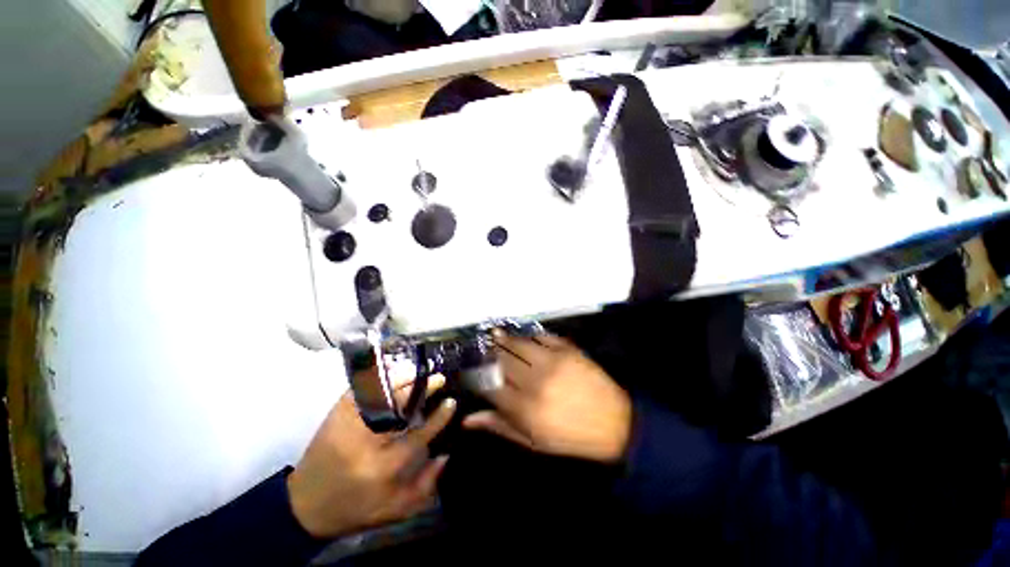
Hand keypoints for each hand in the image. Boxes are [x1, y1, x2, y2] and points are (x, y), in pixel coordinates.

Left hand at [287, 373, 454, 538]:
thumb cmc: (354, 509)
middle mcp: (365, 443)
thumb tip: (445, 454)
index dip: (438, 417)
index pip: (419, 435)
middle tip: (438, 379)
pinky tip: (391, 371)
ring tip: (419, 372)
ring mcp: (348, 425)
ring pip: (382, 394)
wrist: (304, 506)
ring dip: (404, 379)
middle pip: (400, 407)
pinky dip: (377, 378)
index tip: (451, 402)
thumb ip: (425, 485)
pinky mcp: (335, 415)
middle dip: (423, 389)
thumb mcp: (393, 509)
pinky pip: (360, 390)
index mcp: (382, 468)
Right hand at [463, 332, 631, 463]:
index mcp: (525, 410)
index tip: (472, 373)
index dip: (477, 378)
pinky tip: (523, 337)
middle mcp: (535, 381)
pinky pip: (540, 335)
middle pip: (502, 360)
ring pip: (518, 343)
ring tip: (494, 335)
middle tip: (482, 349)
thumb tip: (467, 419)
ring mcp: (552, 361)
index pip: (489, 386)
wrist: (615, 422)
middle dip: (488, 353)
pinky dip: (528, 335)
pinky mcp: (567, 349)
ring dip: (504, 338)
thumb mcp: (533, 442)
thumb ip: (500, 427)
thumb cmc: (570, 437)